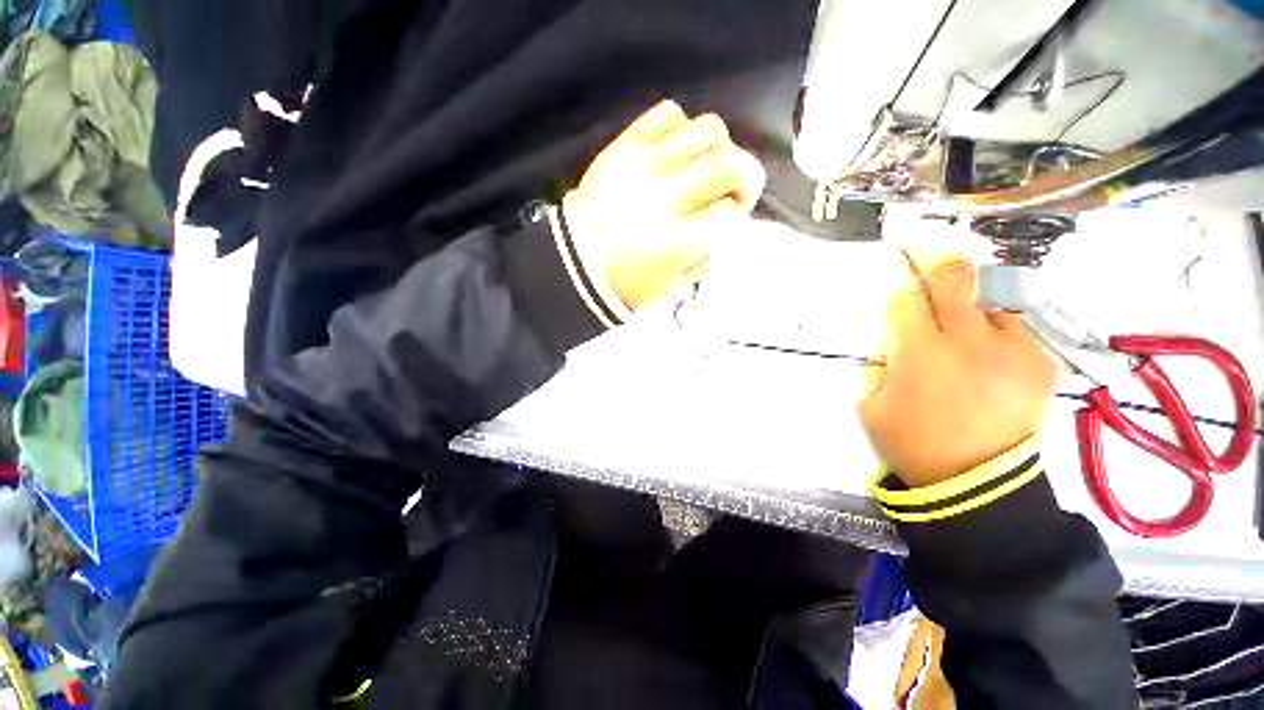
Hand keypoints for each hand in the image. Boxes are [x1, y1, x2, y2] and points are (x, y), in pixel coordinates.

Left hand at [564, 100, 765, 311]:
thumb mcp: (672, 289)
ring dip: (719, 149)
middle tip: (733, 192)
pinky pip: (668, 114)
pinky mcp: (624, 147)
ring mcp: (643, 166)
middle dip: (746, 177)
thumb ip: (707, 259)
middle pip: (729, 164)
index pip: (731, 214)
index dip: (737, 217)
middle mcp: (665, 198)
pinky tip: (676, 153)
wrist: (574, 261)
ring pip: (707, 129)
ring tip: (705, 168)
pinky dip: (682, 129)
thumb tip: (726, 229)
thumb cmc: (625, 284)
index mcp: (676, 242)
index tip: (727, 223)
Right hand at [858, 255, 1057, 486]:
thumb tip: (893, 328)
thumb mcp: (870, 402)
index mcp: (919, 356)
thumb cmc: (911, 441)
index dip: (898, 271)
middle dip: (934, 253)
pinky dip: (992, 322)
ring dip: (968, 289)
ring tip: (956, 297)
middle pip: (954, 279)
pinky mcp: (1038, 361)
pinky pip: (1012, 324)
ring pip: (990, 293)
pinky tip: (982, 341)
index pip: (905, 296)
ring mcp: (1012, 349)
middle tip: (923, 238)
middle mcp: (968, 343)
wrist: (977, 482)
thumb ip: (879, 358)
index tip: (894, 254)